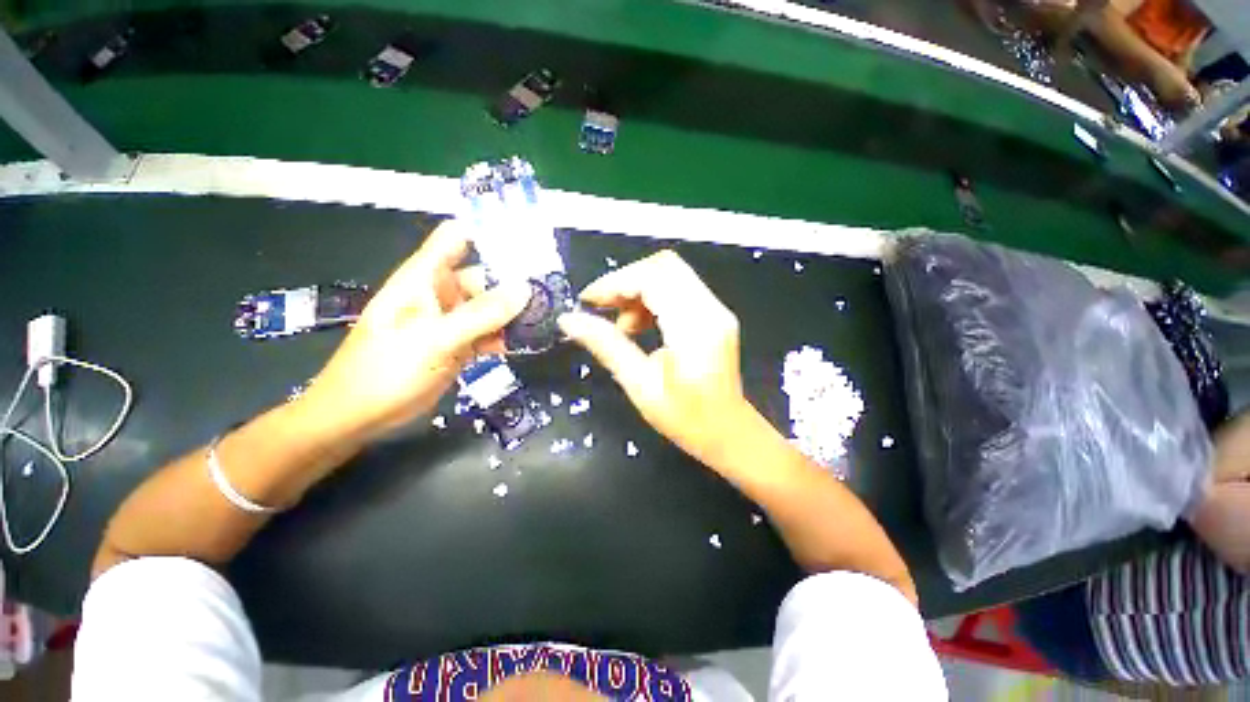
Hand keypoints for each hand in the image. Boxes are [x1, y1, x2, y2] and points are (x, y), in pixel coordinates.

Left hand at [302, 220, 529, 439]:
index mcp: (425, 278)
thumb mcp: (434, 340)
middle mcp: (441, 294)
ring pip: (491, 307)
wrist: (358, 417)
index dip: (490, 233)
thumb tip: (525, 288)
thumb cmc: (385, 371)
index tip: (529, 242)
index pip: (457, 238)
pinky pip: (490, 332)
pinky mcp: (459, 344)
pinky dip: (508, 335)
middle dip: (517, 281)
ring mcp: (452, 321)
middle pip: (485, 275)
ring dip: (516, 312)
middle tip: (555, 290)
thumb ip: (481, 314)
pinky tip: (532, 340)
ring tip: (551, 316)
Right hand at [558, 250, 756, 464]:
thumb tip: (568, 320)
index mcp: (695, 327)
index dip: (615, 282)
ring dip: (638, 290)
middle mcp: (711, 309)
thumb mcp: (640, 384)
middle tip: (601, 308)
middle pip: (664, 266)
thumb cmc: (686, 419)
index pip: (653, 278)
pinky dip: (652, 298)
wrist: (729, 434)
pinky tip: (639, 325)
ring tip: (622, 325)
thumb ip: (606, 346)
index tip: (588, 301)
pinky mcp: (714, 315)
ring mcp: (716, 309)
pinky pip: (679, 289)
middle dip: (626, 281)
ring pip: (671, 275)